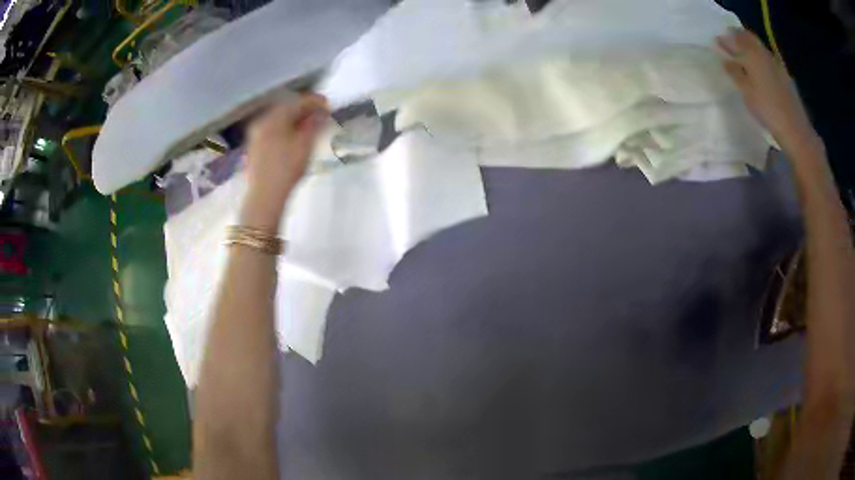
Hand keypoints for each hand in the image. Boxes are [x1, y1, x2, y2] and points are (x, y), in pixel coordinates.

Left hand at [241, 93, 328, 229]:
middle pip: (285, 110)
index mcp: (273, 118)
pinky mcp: (254, 149)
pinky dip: (285, 130)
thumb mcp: (305, 144)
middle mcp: (262, 122)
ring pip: (278, 121)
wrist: (264, 196)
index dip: (314, 101)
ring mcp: (256, 135)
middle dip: (303, 110)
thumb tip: (321, 112)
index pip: (297, 102)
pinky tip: (294, 138)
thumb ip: (314, 124)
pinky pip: (272, 131)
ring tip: (309, 127)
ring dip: (294, 121)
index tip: (328, 104)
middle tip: (320, 115)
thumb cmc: (287, 168)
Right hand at [717, 28, 821, 156]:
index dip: (725, 38)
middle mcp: (764, 53)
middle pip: (749, 38)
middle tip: (730, 44)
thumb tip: (725, 59)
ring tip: (743, 56)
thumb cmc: (768, 110)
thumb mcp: (746, 92)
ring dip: (750, 48)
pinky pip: (768, 59)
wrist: (795, 129)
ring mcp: (776, 64)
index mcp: (752, 53)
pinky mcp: (784, 76)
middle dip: (738, 38)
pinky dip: (760, 59)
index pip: (735, 37)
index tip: (717, 42)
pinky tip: (759, 69)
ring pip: (759, 48)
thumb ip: (735, 72)